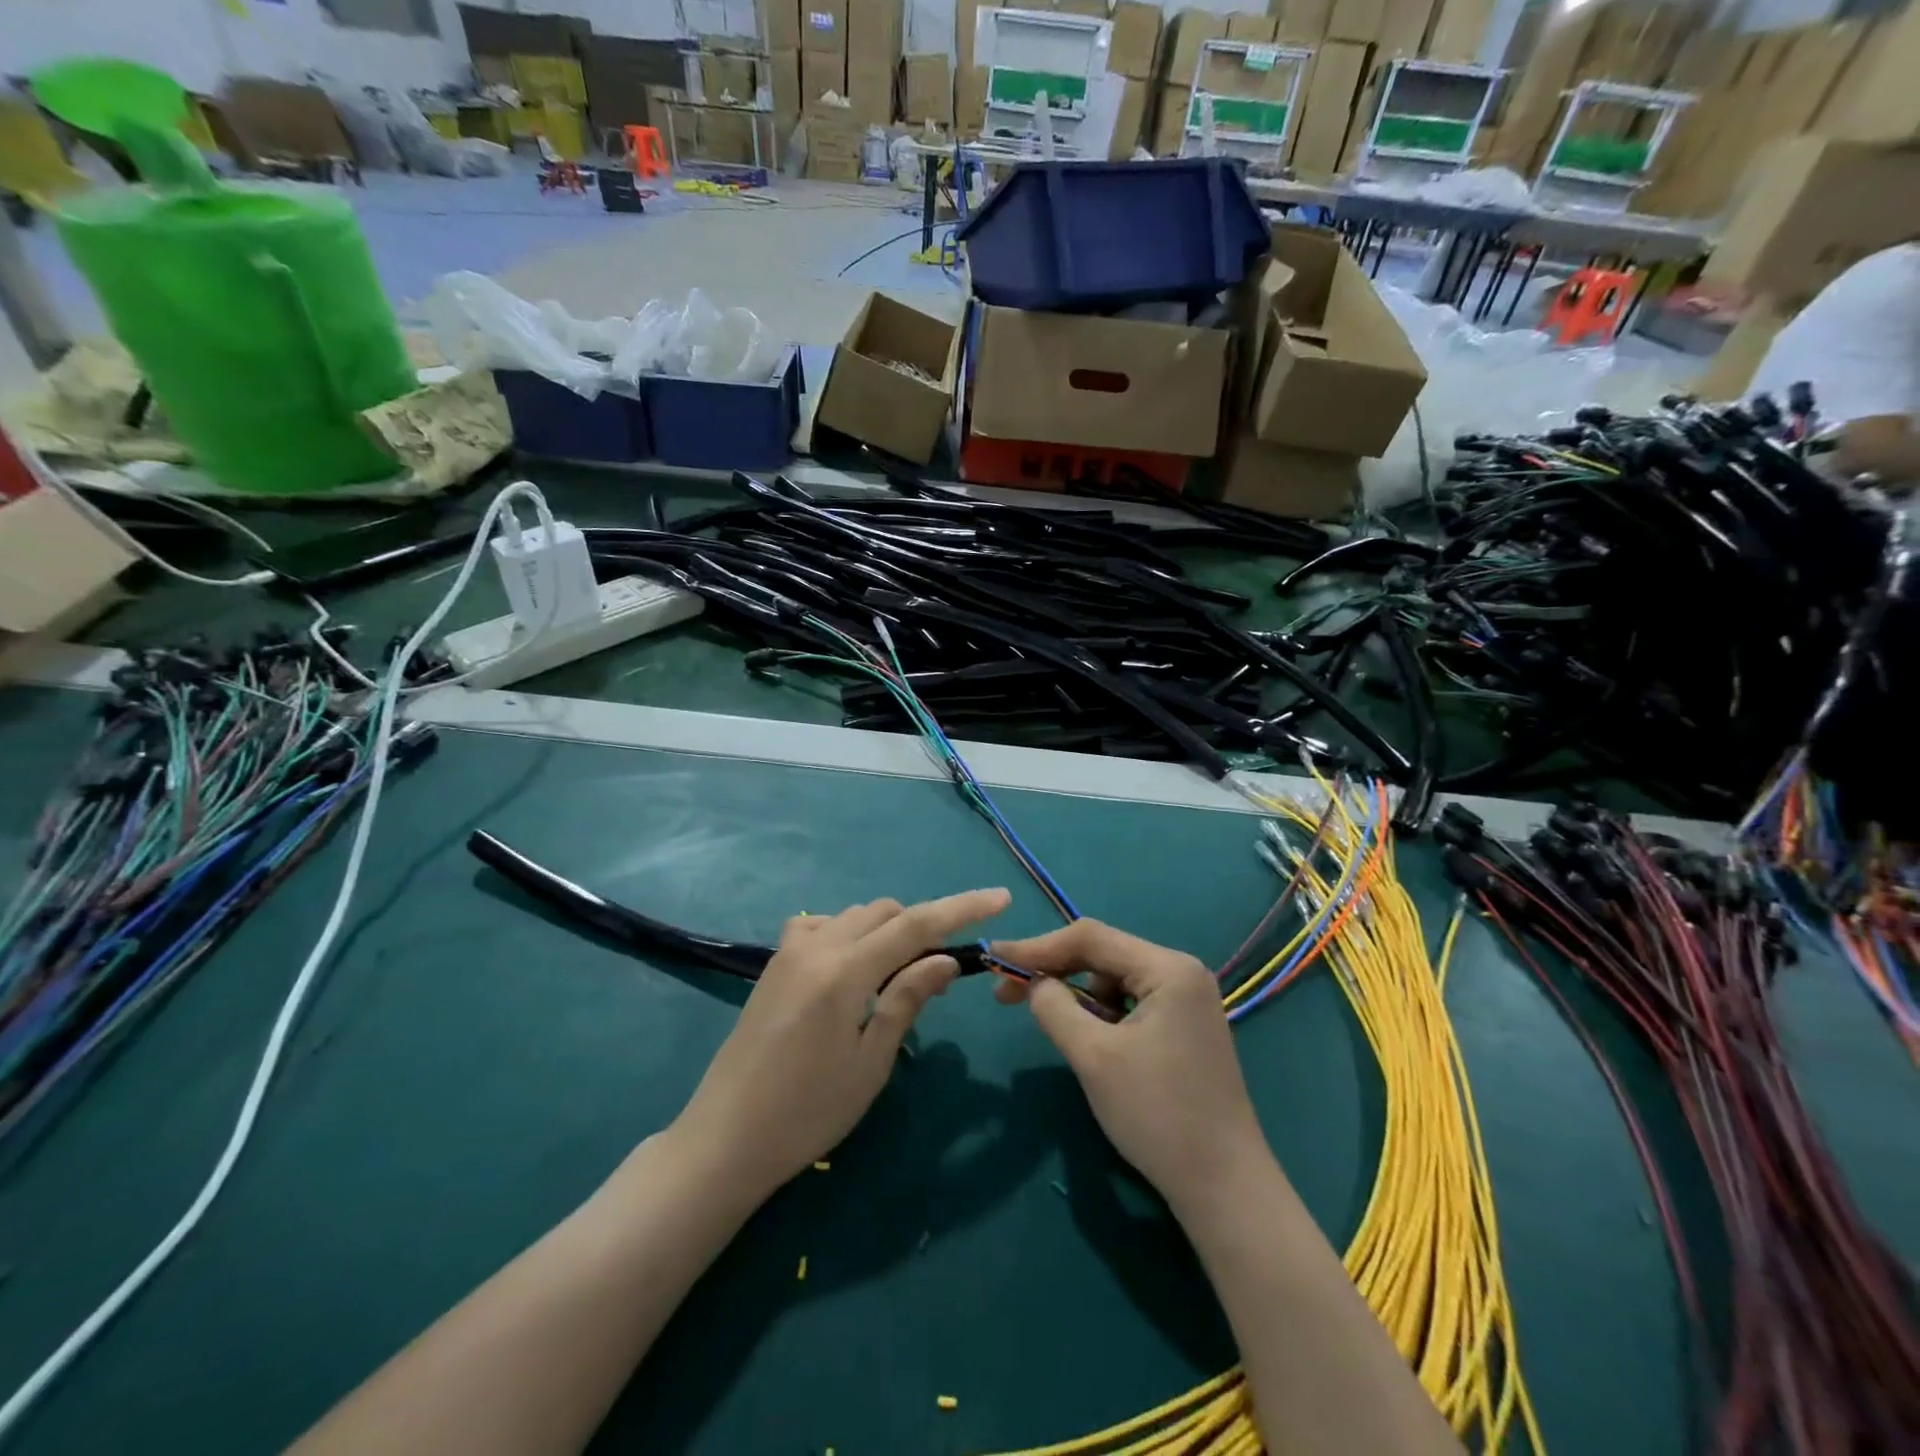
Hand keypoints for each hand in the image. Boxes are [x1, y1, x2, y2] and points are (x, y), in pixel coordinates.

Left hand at [672, 888, 1010, 1201]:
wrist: (725, 1138)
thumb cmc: (807, 1113)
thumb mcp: (870, 1062)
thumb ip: (907, 999)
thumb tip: (945, 958)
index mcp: (845, 972)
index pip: (916, 925)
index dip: (962, 907)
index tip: (1000, 898)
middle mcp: (817, 947)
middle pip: (886, 912)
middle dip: (923, 926)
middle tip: (941, 970)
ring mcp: (790, 951)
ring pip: (855, 915)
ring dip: (888, 930)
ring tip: (900, 975)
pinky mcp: (774, 964)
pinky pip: (822, 926)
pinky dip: (850, 933)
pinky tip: (853, 968)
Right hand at [993, 919, 1269, 1212]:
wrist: (1224, 1187)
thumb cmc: (1157, 1115)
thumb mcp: (1094, 1057)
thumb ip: (1055, 1007)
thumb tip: (1034, 983)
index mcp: (1168, 968)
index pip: (1091, 938)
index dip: (1037, 946)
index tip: (994, 959)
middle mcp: (1181, 972)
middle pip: (1103, 955)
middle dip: (1055, 971)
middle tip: (1007, 994)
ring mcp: (1187, 1000)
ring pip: (1114, 980)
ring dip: (1077, 996)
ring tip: (1055, 1027)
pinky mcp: (1184, 1027)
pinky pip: (1130, 1003)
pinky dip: (1101, 1014)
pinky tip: (1088, 1040)